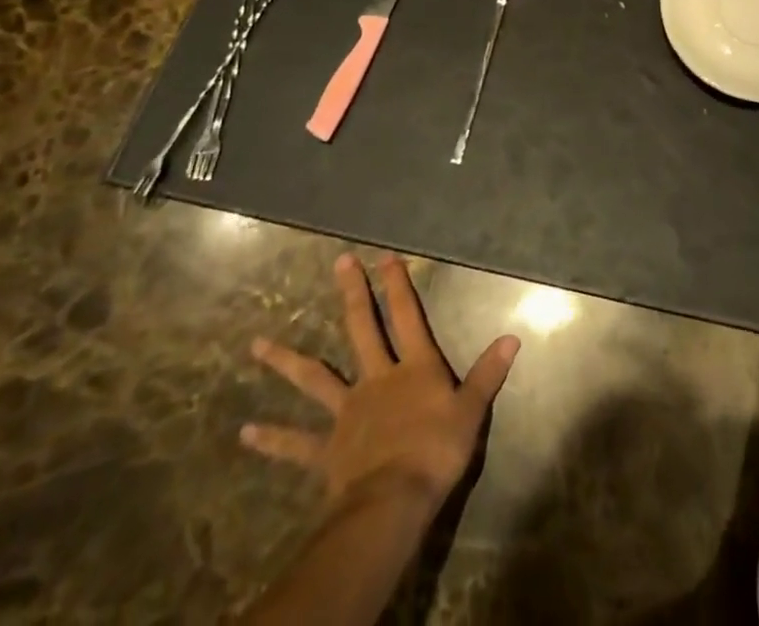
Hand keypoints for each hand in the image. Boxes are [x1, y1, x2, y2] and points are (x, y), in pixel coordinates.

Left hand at [241, 254, 519, 516]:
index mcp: (414, 367)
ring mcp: (347, 411)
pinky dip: (272, 438)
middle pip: (361, 329)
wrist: (393, 502)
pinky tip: (246, 431)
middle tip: (339, 263)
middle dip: (352, 294)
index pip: (406, 316)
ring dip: (286, 361)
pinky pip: (297, 442)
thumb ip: (489, 373)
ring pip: (314, 378)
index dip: (397, 285)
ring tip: (256, 345)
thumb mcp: (472, 411)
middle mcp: (377, 378)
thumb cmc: (436, 452)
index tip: (385, 256)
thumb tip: (513, 337)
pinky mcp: (328, 448)